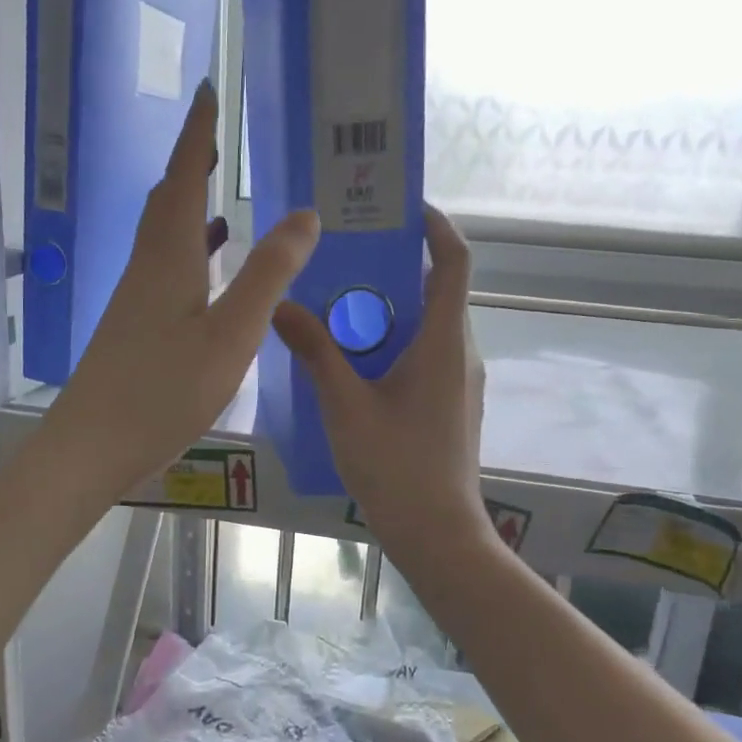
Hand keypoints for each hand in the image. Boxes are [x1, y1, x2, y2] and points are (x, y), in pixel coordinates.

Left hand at [43, 81, 319, 498]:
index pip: (183, 177)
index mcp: (169, 257)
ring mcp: (136, 296)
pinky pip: (165, 266)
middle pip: (166, 198)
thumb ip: (268, 274)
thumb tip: (304, 214)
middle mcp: (147, 266)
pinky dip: (189, 249)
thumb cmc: (164, 390)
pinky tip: (208, 266)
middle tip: (216, 134)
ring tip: (219, 191)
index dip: (197, 133)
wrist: (93, 444)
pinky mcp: (134, 323)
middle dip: (190, 161)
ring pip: (163, 233)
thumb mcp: (231, 334)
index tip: (208, 90)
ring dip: (188, 203)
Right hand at [272, 207, 492, 553]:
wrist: (437, 533)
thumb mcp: (346, 406)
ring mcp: (459, 380)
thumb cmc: (396, 467)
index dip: (436, 226)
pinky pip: (425, 352)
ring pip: (429, 324)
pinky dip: (394, 339)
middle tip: (346, 253)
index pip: (455, 262)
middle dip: (398, 265)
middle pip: (438, 290)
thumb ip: (315, 352)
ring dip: (391, 306)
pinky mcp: (450, 403)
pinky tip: (352, 355)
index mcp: (445, 342)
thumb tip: (281, 305)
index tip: (401, 208)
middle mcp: (461, 353)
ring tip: (338, 300)